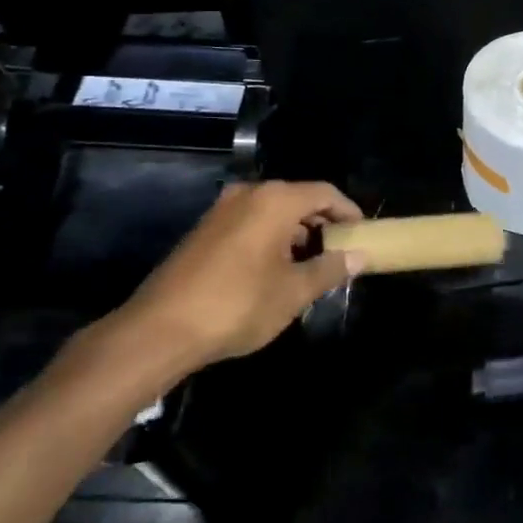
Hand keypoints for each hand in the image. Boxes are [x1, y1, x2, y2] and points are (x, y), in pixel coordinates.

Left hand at [112, 180, 363, 374]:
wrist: (159, 330)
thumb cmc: (238, 304)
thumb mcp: (294, 291)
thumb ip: (330, 269)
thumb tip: (358, 256)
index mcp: (275, 200)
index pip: (325, 193)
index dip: (349, 212)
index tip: (363, 234)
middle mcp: (248, 194)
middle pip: (298, 199)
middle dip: (322, 224)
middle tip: (339, 253)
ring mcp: (221, 211)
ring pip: (272, 212)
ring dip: (295, 234)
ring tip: (310, 266)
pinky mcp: (203, 231)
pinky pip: (250, 223)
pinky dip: (270, 239)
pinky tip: (274, 271)